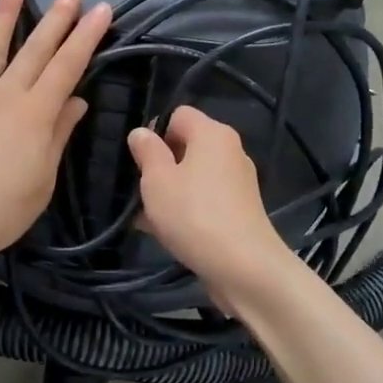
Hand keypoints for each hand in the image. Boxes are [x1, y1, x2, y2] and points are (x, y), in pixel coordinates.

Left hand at [0, 0, 110, 283]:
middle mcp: (3, 95)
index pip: (68, 66)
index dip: (87, 36)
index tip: (102, 8)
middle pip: (36, 49)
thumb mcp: (41, 182)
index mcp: (35, 114)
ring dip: (5, 15)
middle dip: (58, 16)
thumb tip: (76, 101)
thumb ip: (57, 136)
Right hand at [127, 106, 292, 309]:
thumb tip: (141, 132)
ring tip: (145, 216)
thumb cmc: (194, 215)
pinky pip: (204, 198)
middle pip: (186, 145)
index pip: (178, 114)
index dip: (155, 131)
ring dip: (169, 191)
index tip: (139, 159)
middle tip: (139, 189)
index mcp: (212, 133)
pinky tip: (164, 232)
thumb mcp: (157, 180)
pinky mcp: (239, 209)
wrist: (244, 268)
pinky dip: (186, 208)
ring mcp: (237, 181)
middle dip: (159, 164)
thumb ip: (147, 151)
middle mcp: (229, 150)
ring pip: (193, 175)